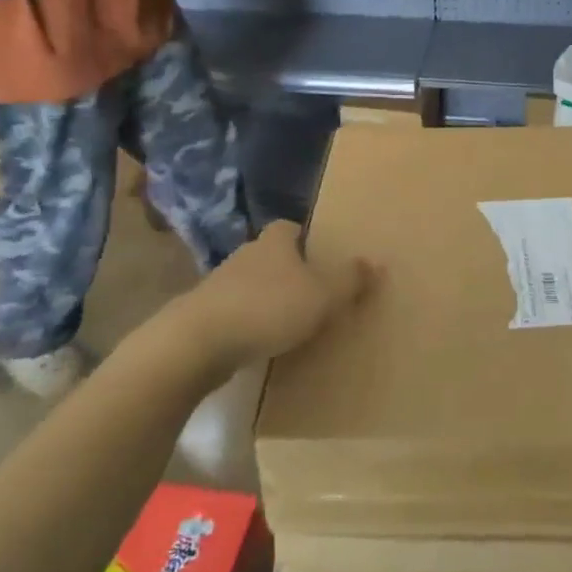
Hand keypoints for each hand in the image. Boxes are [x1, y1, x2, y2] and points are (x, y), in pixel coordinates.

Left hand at [172, 221, 372, 371]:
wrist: (196, 343)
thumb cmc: (267, 308)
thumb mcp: (321, 296)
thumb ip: (349, 280)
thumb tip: (376, 262)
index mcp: (274, 241)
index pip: (290, 228)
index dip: (306, 239)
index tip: (320, 256)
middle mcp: (246, 254)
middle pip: (271, 255)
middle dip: (289, 270)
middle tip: (313, 292)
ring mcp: (220, 284)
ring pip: (252, 284)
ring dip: (267, 298)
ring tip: (290, 322)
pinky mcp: (204, 313)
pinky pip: (235, 311)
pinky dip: (248, 322)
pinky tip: (261, 341)